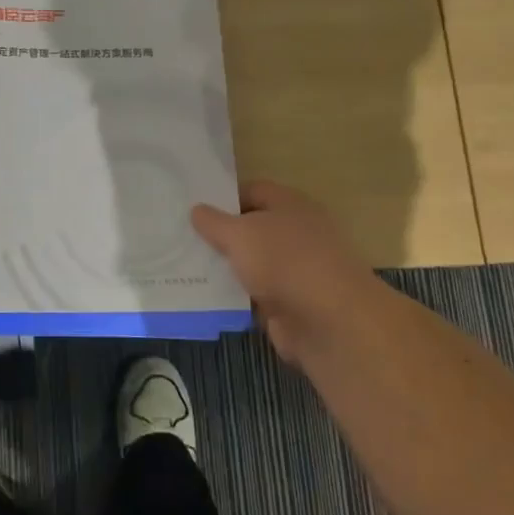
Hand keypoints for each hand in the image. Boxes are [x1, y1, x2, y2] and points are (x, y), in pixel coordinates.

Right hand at [192, 180, 375, 367]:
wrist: (330, 323)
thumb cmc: (284, 261)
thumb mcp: (239, 234)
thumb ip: (214, 221)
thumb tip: (196, 210)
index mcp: (291, 205)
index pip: (253, 191)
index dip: (223, 197)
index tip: (193, 207)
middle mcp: (297, 234)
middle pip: (252, 228)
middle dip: (221, 235)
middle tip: (183, 237)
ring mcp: (296, 271)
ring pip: (252, 264)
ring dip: (226, 268)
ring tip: (186, 267)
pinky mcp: (291, 305)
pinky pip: (255, 295)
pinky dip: (236, 297)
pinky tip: (205, 296)